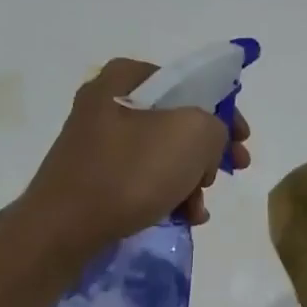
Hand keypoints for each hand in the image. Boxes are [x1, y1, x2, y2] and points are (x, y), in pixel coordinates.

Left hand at [20, 59, 251, 253]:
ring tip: (199, 207)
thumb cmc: (130, 172)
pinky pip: (143, 177)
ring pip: (164, 153)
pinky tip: (183, 216)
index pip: (190, 83)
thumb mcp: (193, 134)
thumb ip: (216, 124)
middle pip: (178, 120)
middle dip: (209, 152)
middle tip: (228, 172)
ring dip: (192, 180)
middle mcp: (108, 102)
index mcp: (126, 77)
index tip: (242, 140)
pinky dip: (167, 193)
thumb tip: (209, 139)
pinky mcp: (95, 176)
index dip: (225, 110)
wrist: (63, 228)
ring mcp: (98, 141)